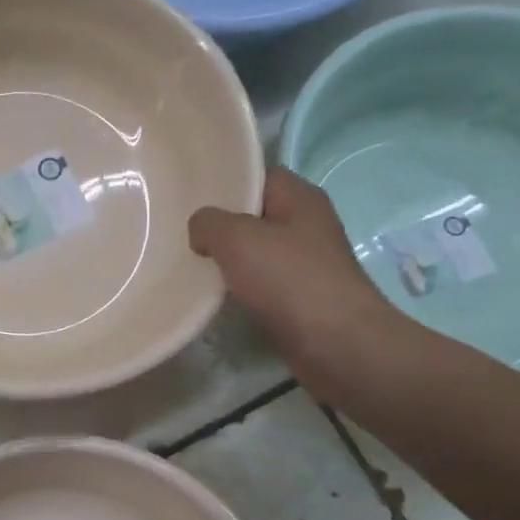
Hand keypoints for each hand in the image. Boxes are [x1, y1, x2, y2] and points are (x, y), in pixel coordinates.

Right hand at [189, 167, 401, 389]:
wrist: (338, 346)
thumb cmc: (290, 281)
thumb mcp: (237, 238)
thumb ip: (208, 223)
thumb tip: (201, 231)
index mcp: (300, 197)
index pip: (257, 174)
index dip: (224, 179)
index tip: (188, 193)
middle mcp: (307, 224)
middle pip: (254, 214)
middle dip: (220, 223)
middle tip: (181, 230)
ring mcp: (306, 263)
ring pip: (255, 251)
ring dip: (228, 259)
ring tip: (190, 261)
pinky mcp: (301, 298)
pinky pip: (261, 283)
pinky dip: (239, 288)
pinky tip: (214, 295)